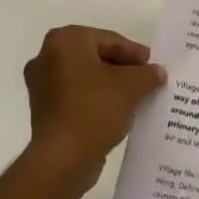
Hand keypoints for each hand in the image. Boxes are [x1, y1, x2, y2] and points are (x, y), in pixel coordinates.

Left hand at [22, 25, 165, 194]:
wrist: (63, 158)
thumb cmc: (95, 109)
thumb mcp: (132, 86)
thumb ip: (147, 74)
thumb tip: (156, 72)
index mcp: (65, 41)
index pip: (109, 40)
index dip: (135, 53)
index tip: (153, 66)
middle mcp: (46, 57)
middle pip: (95, 56)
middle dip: (122, 68)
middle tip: (146, 79)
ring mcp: (41, 85)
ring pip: (85, 77)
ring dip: (110, 84)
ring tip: (135, 96)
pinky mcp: (43, 110)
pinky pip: (75, 96)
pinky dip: (95, 99)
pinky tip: (116, 112)